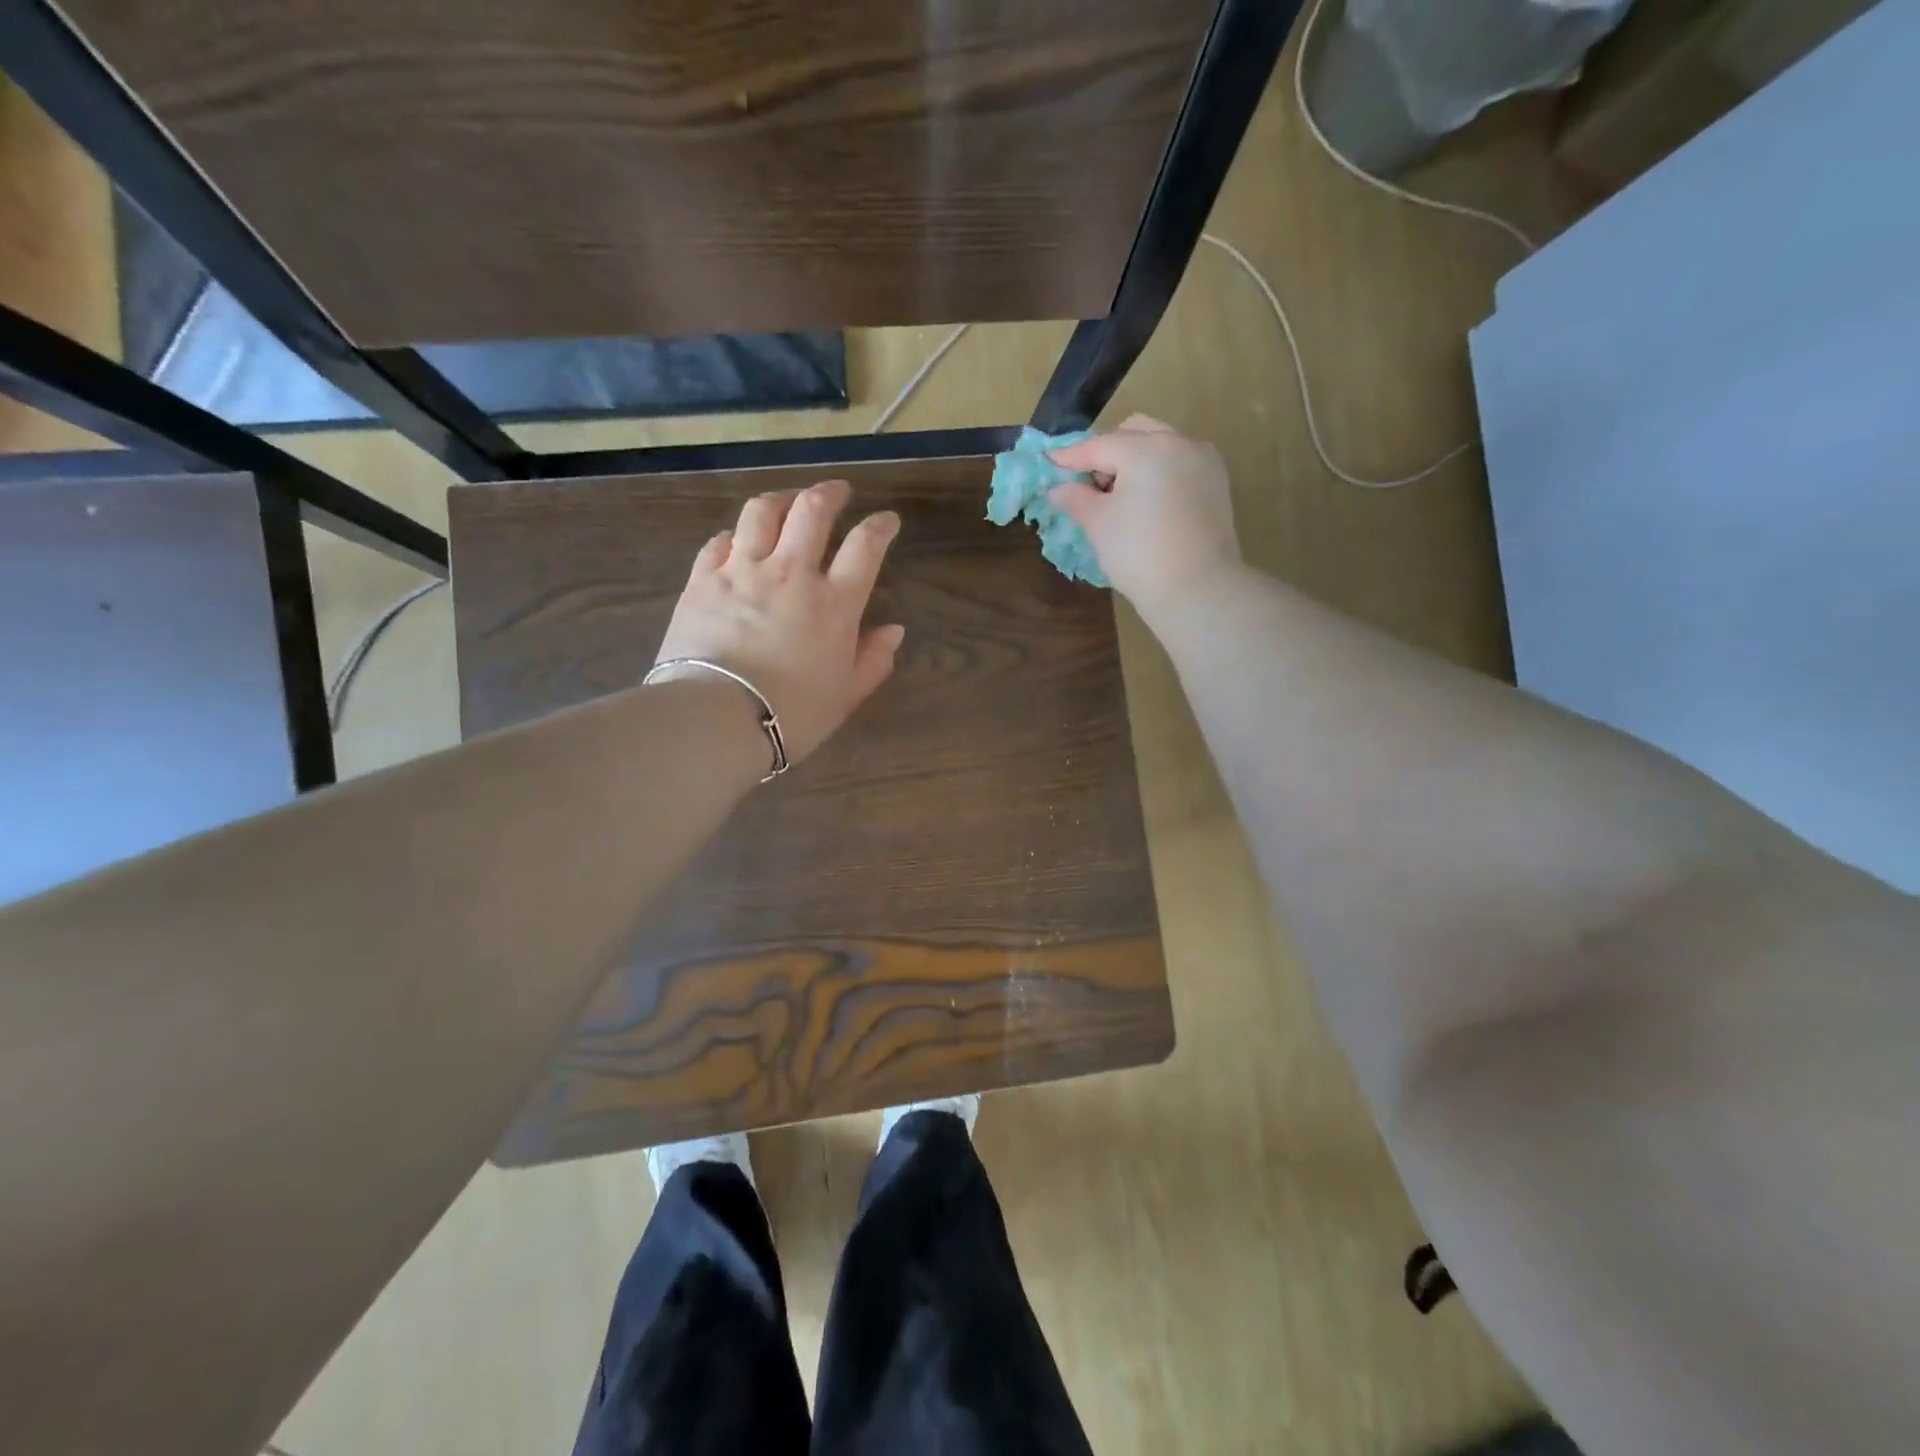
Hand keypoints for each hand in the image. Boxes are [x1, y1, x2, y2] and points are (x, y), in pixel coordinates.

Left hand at [653, 479, 904, 764]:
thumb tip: (894, 630)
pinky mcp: (703, 580)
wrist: (717, 718)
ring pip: (762, 512)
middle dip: (830, 493)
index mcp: (834, 603)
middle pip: (812, 510)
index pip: (866, 546)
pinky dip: (734, 535)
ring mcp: (743, 571)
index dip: (881, 526)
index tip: (887, 520)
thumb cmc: (792, 714)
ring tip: (787, 501)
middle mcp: (791, 573)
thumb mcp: (846, 695)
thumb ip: (874, 660)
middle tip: (838, 491)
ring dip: (780, 499)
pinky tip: (737, 540)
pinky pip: (719, 541)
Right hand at [1047, 414, 1242, 620]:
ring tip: (1120, 494)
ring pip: (1160, 444)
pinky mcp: (1216, 482)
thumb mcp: (1098, 524)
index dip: (1070, 457)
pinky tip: (1147, 500)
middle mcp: (1178, 442)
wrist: (1196, 588)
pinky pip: (1179, 462)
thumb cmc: (1139, 554)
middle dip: (1108, 451)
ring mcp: (1203, 460)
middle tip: (1091, 483)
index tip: (1049, 461)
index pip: (1099, 446)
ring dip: (1135, 458)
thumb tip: (1058, 488)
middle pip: (1134, 432)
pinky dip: (1159, 471)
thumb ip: (1076, 498)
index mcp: (1145, 449)